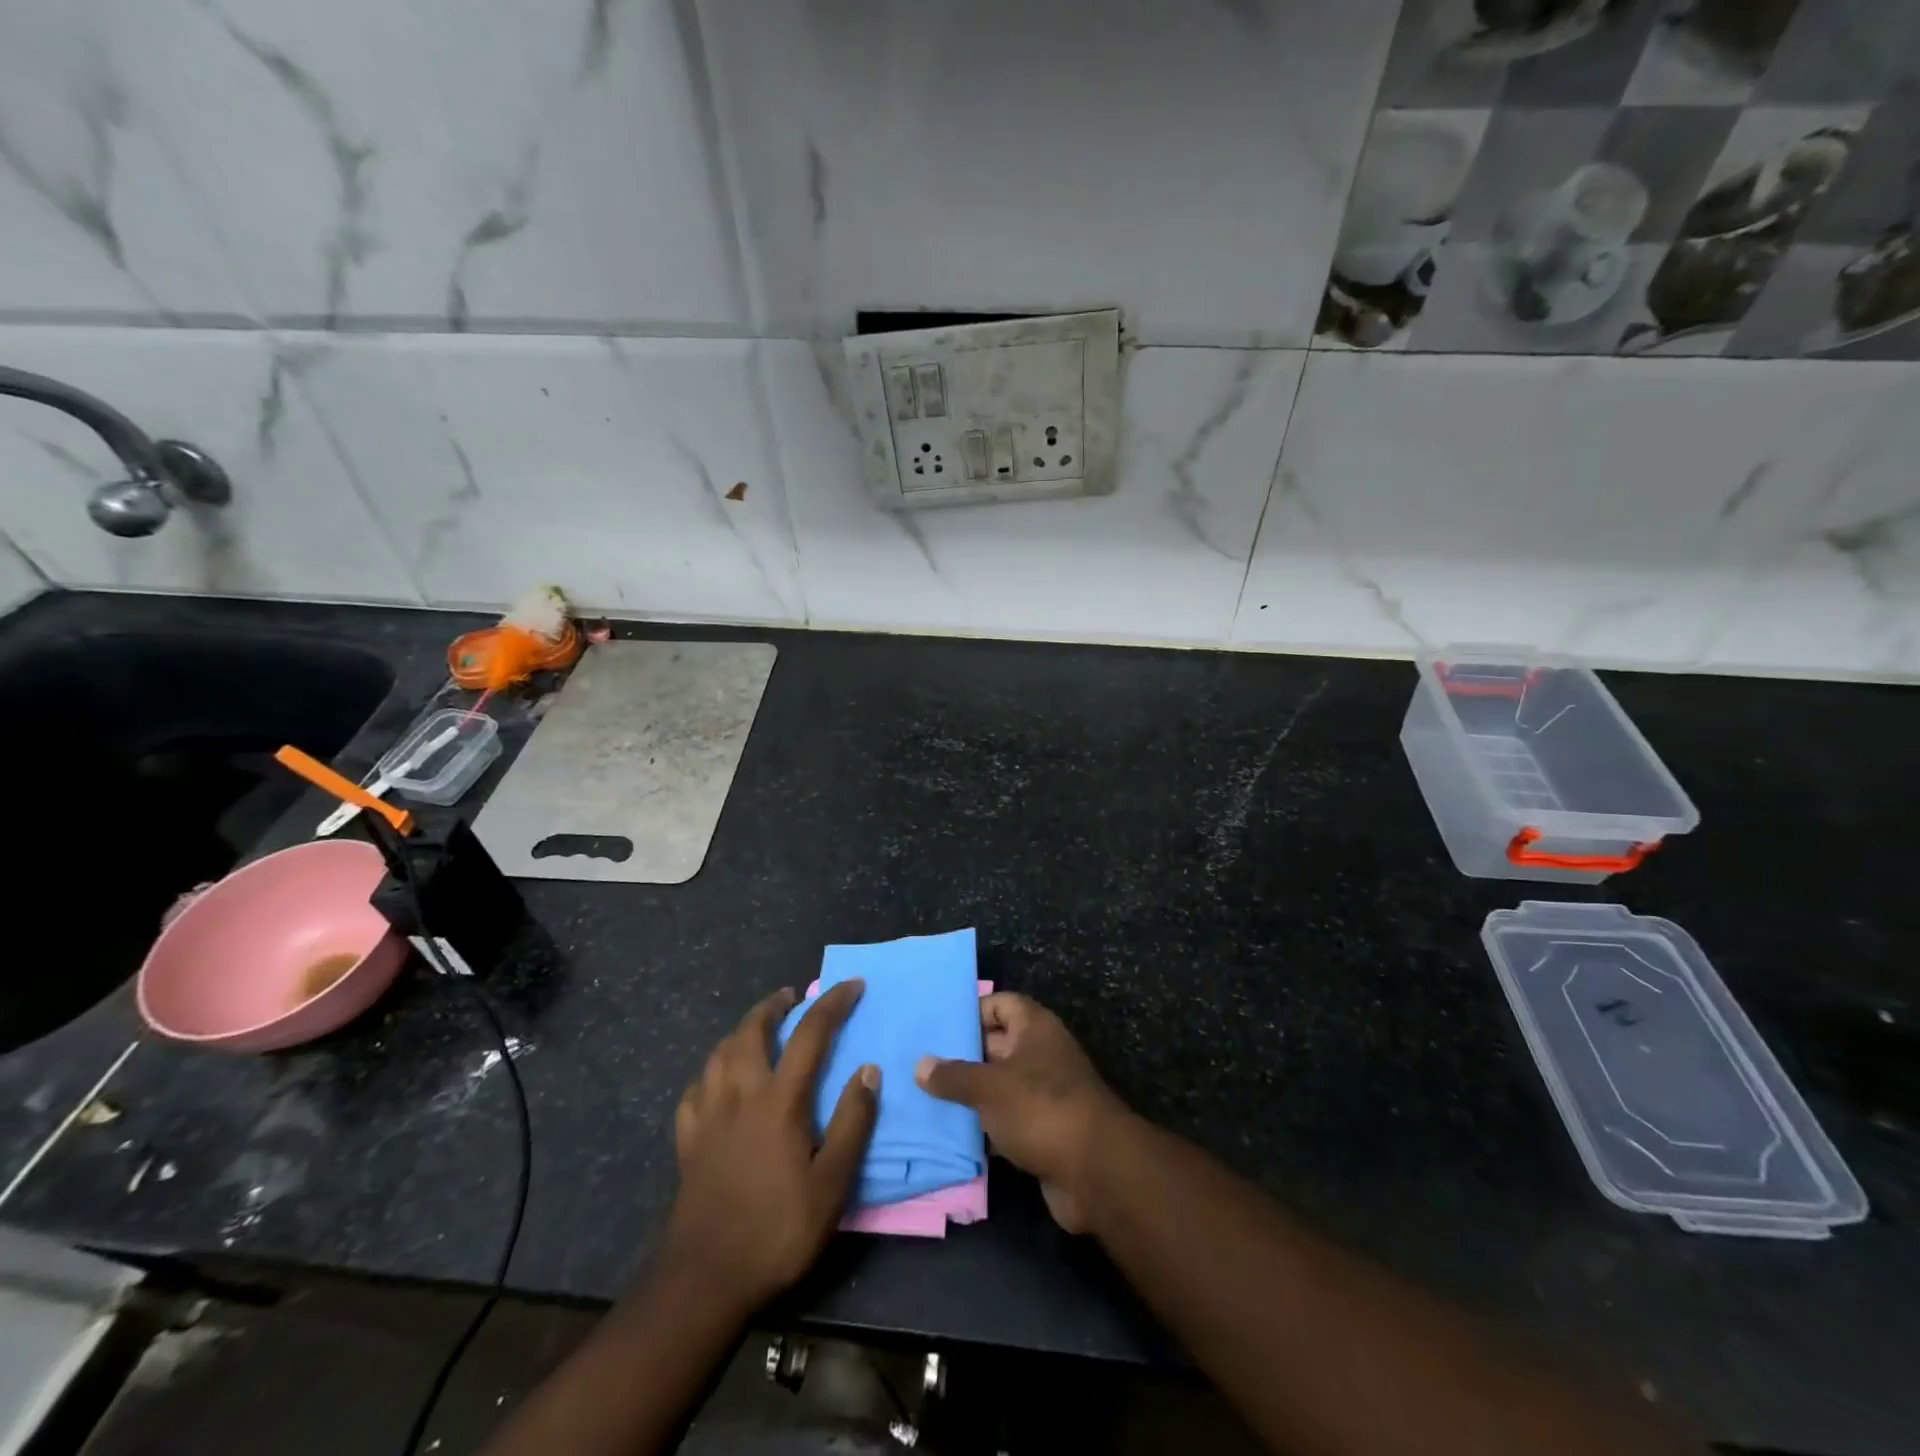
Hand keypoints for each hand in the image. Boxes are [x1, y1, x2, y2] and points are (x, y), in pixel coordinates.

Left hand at [664, 982, 877, 1310]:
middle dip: (773, 1005)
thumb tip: (868, 1070)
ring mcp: (708, 1116)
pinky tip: (717, 1080)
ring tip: (757, 1028)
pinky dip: (711, 1071)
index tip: (853, 984)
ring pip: (719, 1053)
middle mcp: (740, 1095)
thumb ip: (852, 1123)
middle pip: (752, 1031)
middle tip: (791, 996)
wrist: (705, 1280)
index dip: (833, 1003)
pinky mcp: (687, 1140)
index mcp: (778, 1101)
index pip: (810, 1034)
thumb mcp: (832, 1184)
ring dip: (741, 1030)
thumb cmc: (777, 1230)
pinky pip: (696, 1089)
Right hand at [916, 993, 1125, 1231]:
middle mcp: (1041, 1053)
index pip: (1001, 1003)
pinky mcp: (1044, 1129)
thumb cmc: (1041, 1109)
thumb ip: (954, 1075)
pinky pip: (1007, 1118)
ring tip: (926, 1096)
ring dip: (971, 1093)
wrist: (1095, 1171)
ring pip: (1000, 1084)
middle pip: (997, 1044)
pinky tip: (951, 1132)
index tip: (938, 1026)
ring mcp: (1044, 1093)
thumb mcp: (990, 1087)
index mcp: (1035, 1028)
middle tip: (920, 1063)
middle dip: (963, 1054)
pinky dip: (985, 1124)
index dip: (971, 1011)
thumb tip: (920, 1065)